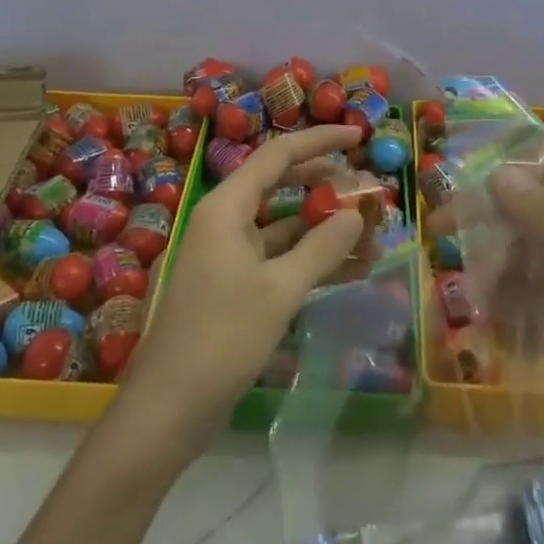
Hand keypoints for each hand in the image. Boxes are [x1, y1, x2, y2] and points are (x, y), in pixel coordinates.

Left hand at [118, 126, 365, 457]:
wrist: (169, 408)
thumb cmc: (222, 337)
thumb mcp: (280, 290)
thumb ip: (321, 247)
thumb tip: (356, 213)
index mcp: (226, 207)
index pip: (278, 155)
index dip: (319, 141)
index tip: (358, 135)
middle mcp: (226, 221)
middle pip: (282, 186)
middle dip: (327, 187)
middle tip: (370, 193)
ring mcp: (229, 255)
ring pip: (284, 226)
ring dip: (326, 229)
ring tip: (374, 236)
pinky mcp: (235, 287)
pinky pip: (280, 259)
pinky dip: (312, 260)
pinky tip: (352, 269)